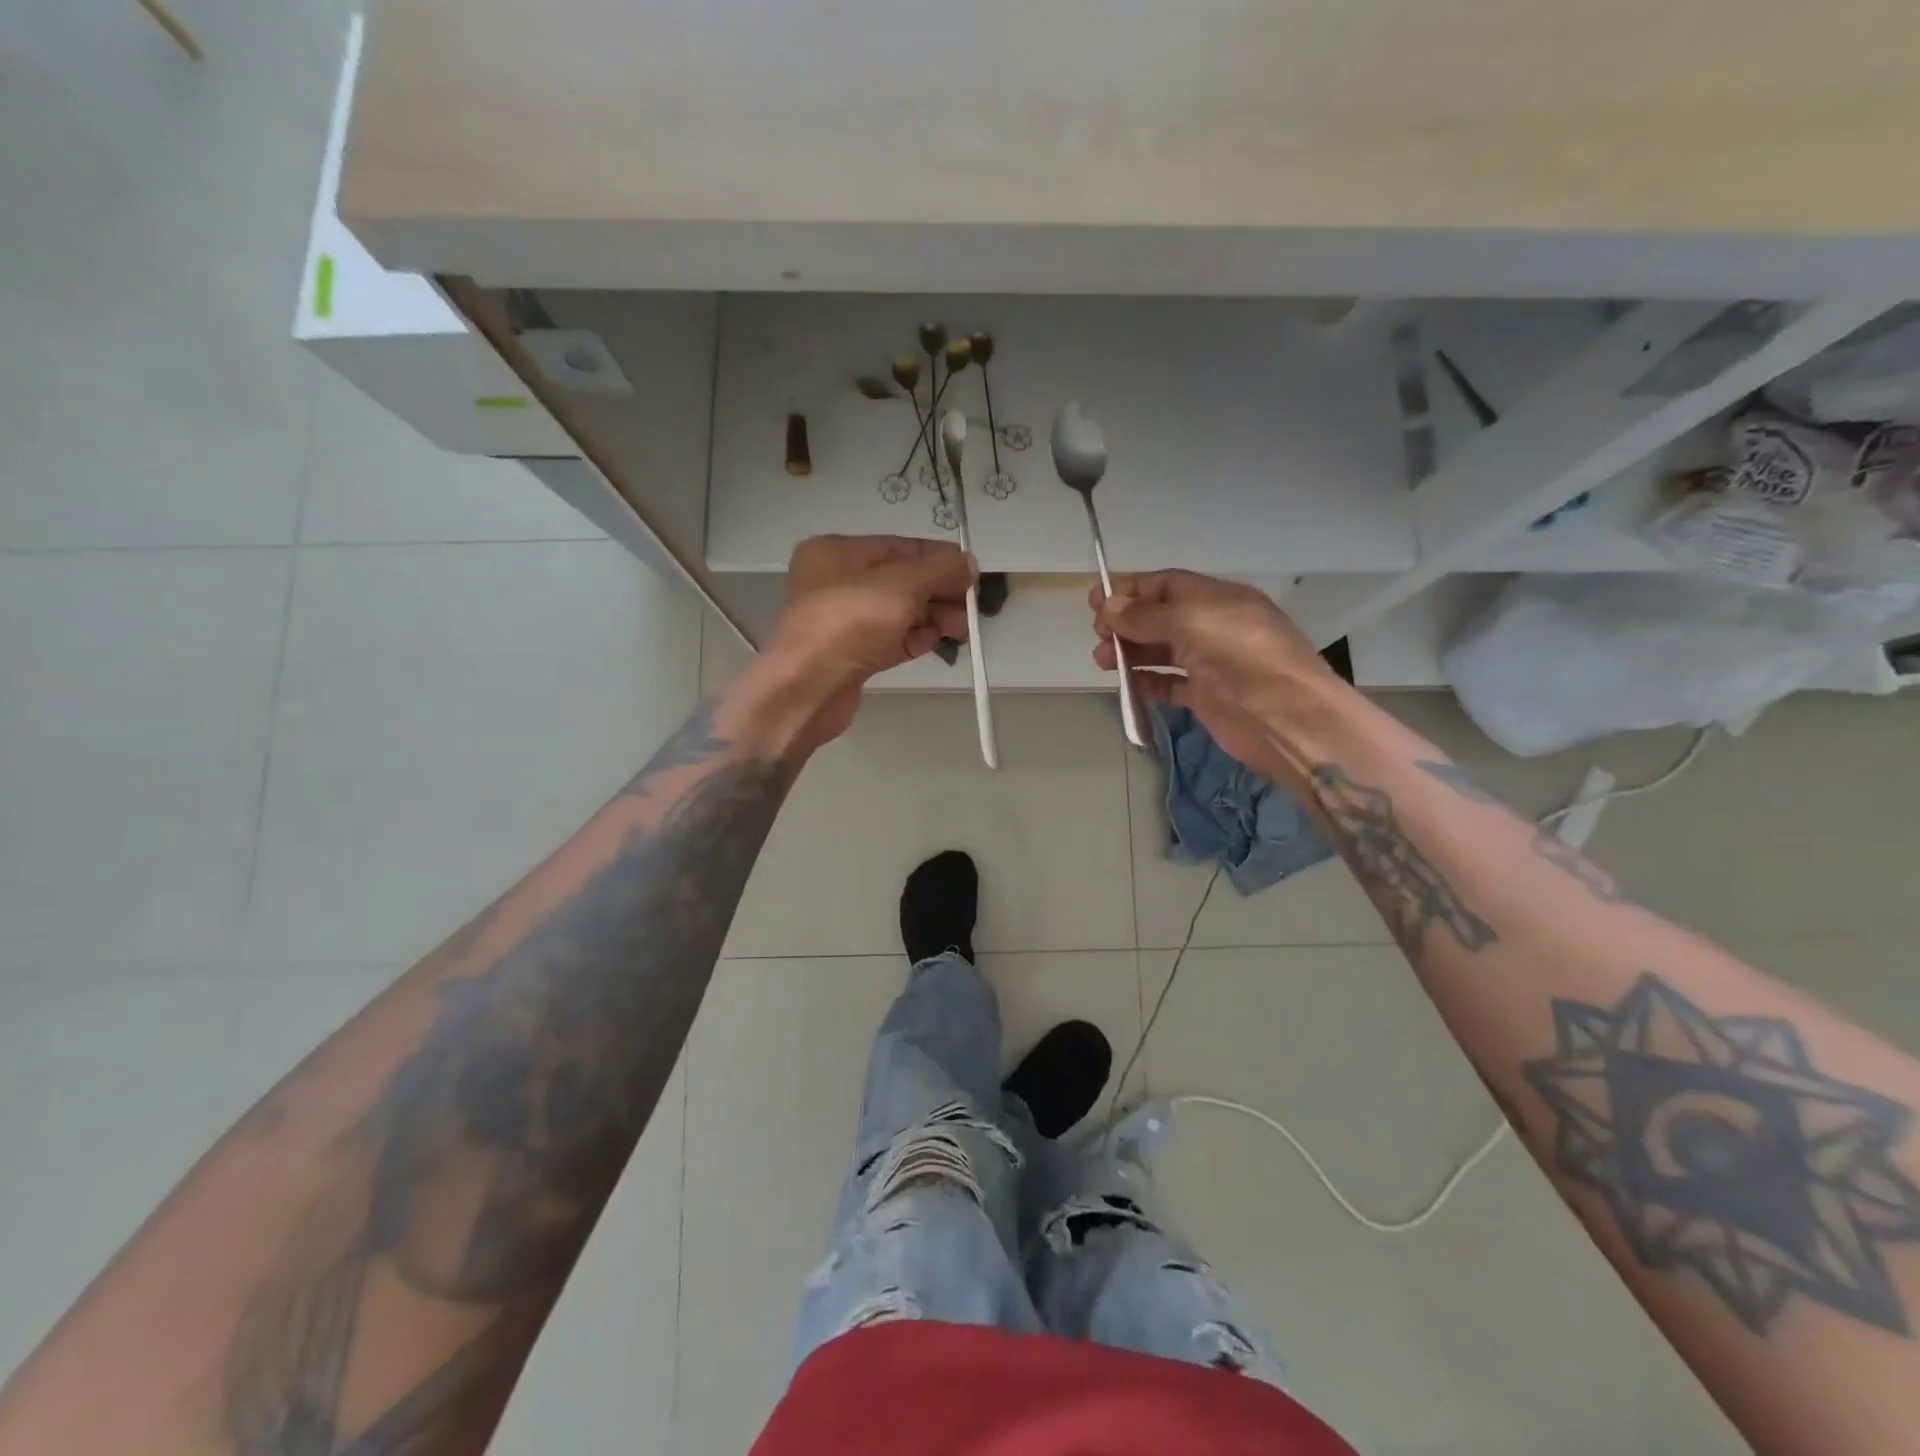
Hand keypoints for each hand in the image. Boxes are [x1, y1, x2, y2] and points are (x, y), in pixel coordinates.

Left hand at [748, 534, 975, 752]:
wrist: (806, 690)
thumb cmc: (849, 625)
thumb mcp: (900, 585)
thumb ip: (939, 569)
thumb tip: (969, 563)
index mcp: (838, 552)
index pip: (902, 547)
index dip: (941, 560)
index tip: (973, 579)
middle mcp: (837, 580)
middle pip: (904, 580)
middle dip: (939, 594)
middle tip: (967, 613)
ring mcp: (843, 619)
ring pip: (900, 611)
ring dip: (932, 618)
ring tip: (957, 633)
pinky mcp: (852, 652)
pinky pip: (891, 638)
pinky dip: (914, 639)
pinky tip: (933, 645)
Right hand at [1090, 570, 1340, 776]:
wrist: (1286, 717)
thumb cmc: (1241, 657)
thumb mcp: (1191, 622)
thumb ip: (1146, 616)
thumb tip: (1109, 606)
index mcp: (1217, 598)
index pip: (1166, 585)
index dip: (1131, 590)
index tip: (1095, 601)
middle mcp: (1214, 626)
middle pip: (1160, 617)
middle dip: (1126, 623)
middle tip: (1098, 636)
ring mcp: (1211, 662)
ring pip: (1161, 651)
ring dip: (1131, 653)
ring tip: (1102, 662)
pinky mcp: (1208, 696)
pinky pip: (1169, 684)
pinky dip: (1147, 682)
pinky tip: (1127, 686)